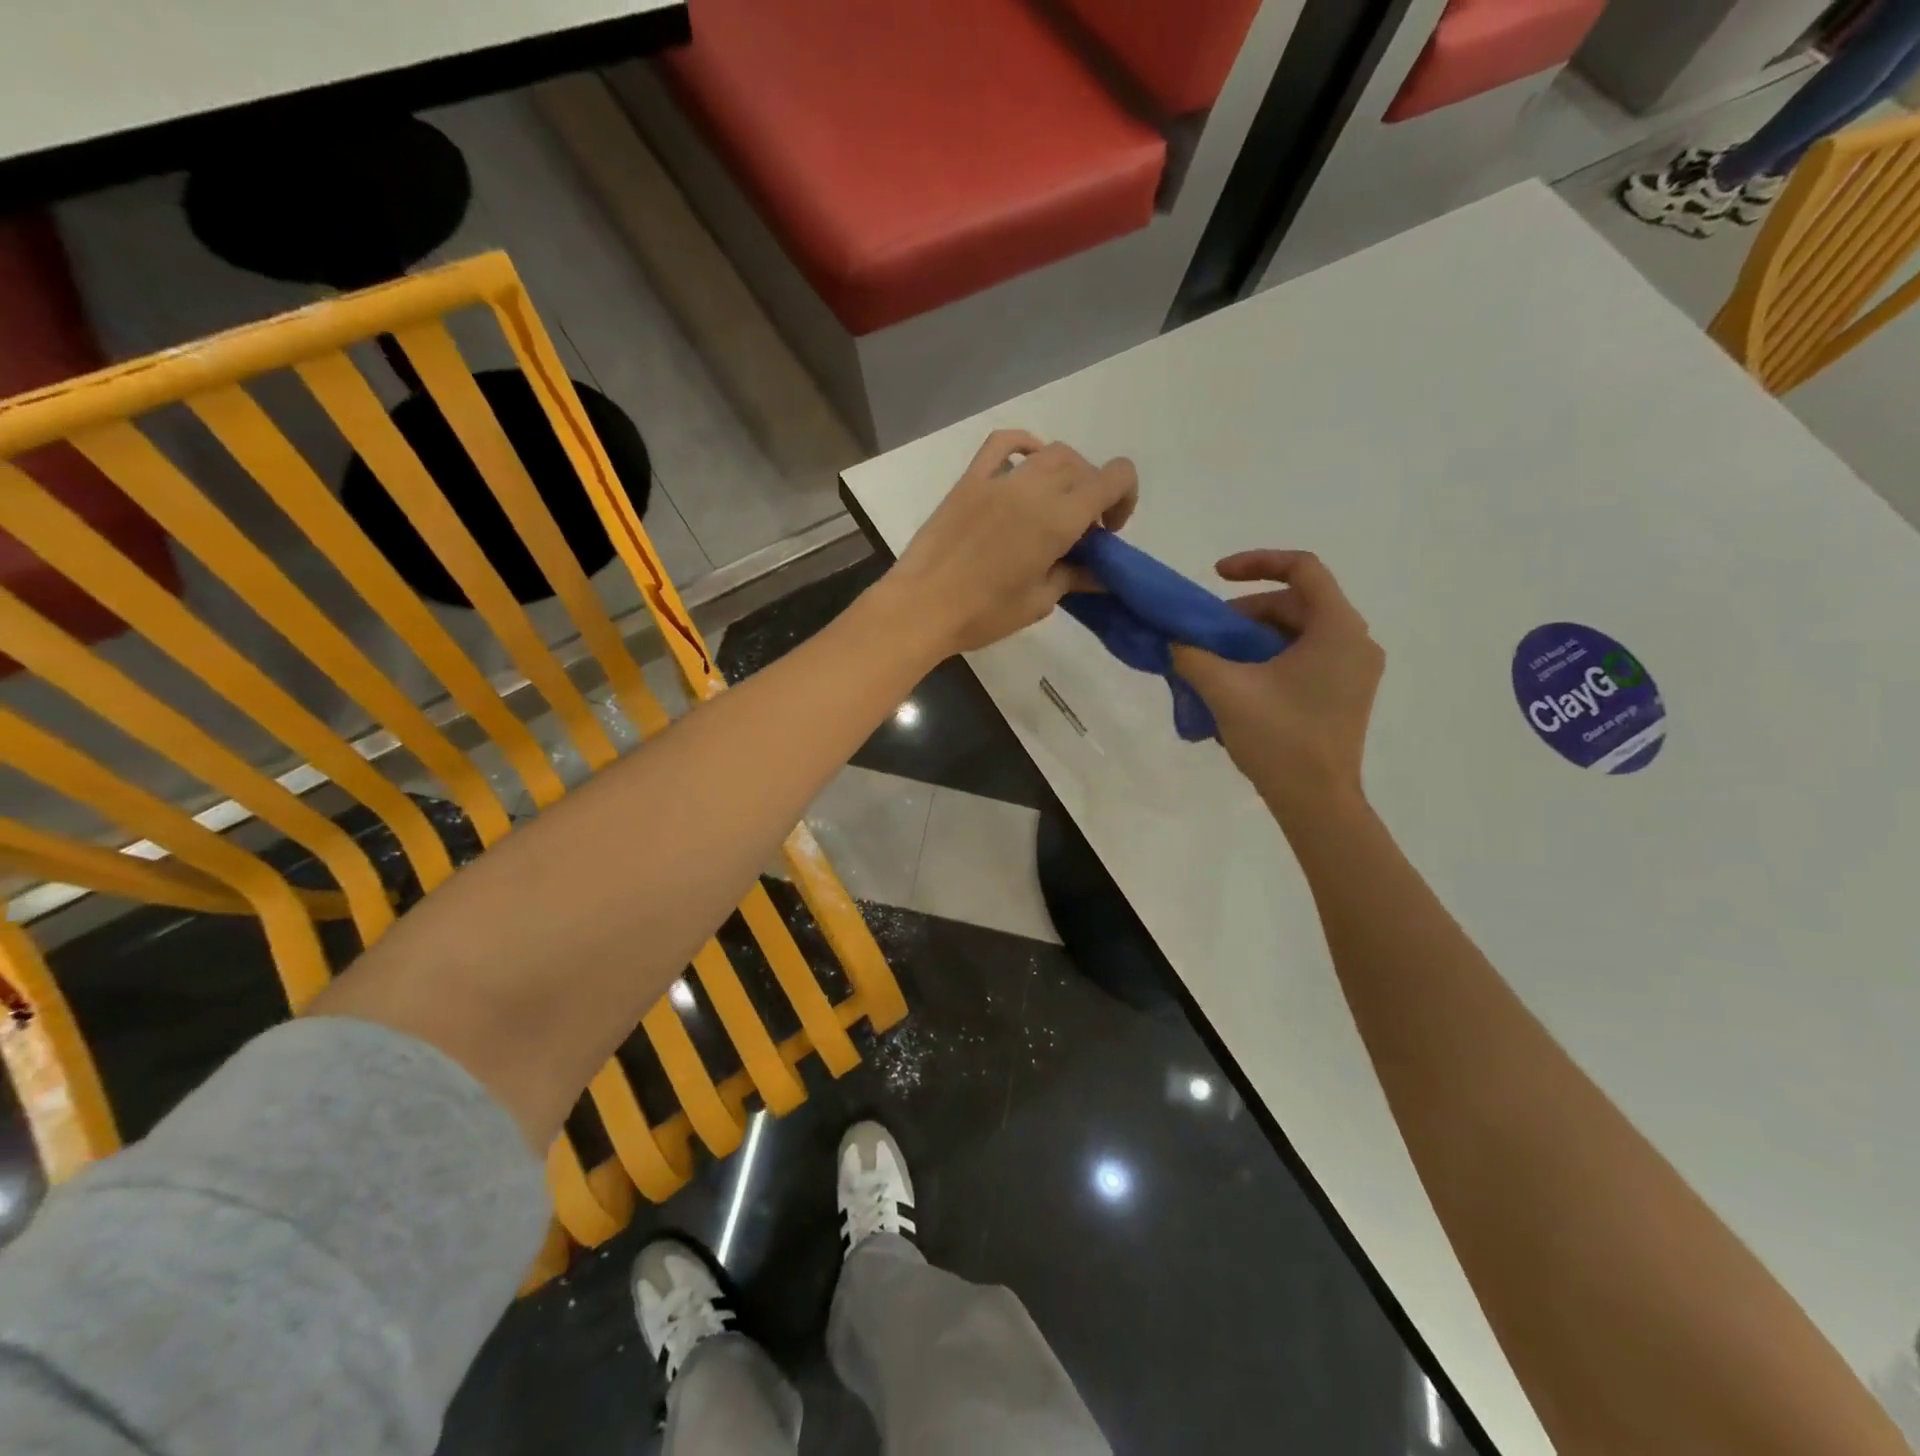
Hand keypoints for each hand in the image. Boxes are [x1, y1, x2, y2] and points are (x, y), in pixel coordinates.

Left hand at [882, 430, 1137, 654]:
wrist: (921, 607)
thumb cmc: (983, 613)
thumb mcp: (1038, 602)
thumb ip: (1073, 578)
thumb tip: (1099, 574)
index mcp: (1058, 519)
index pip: (1114, 477)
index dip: (1125, 497)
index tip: (1108, 531)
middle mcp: (1034, 488)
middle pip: (1082, 467)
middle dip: (1093, 493)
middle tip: (1080, 531)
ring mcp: (999, 479)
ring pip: (1049, 453)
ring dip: (1065, 473)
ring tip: (1054, 505)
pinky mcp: (970, 481)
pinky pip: (1002, 443)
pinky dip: (1023, 445)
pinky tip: (1026, 464)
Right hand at [1170, 551, 1383, 821]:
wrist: (1317, 802)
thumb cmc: (1279, 739)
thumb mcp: (1226, 690)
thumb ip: (1193, 655)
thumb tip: (1174, 640)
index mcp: (1337, 629)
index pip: (1303, 568)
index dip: (1256, 562)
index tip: (1215, 576)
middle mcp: (1355, 641)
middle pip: (1297, 602)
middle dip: (1246, 611)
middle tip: (1208, 634)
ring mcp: (1355, 670)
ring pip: (1300, 631)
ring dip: (1255, 636)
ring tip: (1218, 661)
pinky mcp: (1346, 693)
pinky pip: (1307, 656)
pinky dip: (1271, 657)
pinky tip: (1241, 682)